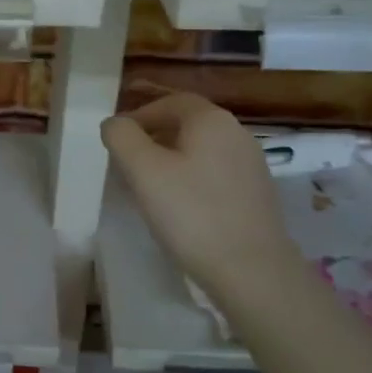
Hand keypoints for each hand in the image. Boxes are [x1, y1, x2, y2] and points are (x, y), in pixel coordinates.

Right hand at [101, 94, 297, 298]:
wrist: (251, 270)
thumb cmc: (191, 214)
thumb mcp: (143, 171)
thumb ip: (122, 137)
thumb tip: (115, 124)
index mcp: (211, 120)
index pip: (169, 102)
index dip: (138, 116)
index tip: (116, 140)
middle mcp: (237, 133)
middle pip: (186, 124)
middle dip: (153, 138)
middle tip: (126, 164)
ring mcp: (251, 164)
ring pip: (200, 151)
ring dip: (171, 161)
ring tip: (147, 188)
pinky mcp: (255, 194)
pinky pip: (214, 174)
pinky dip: (191, 180)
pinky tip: (179, 208)